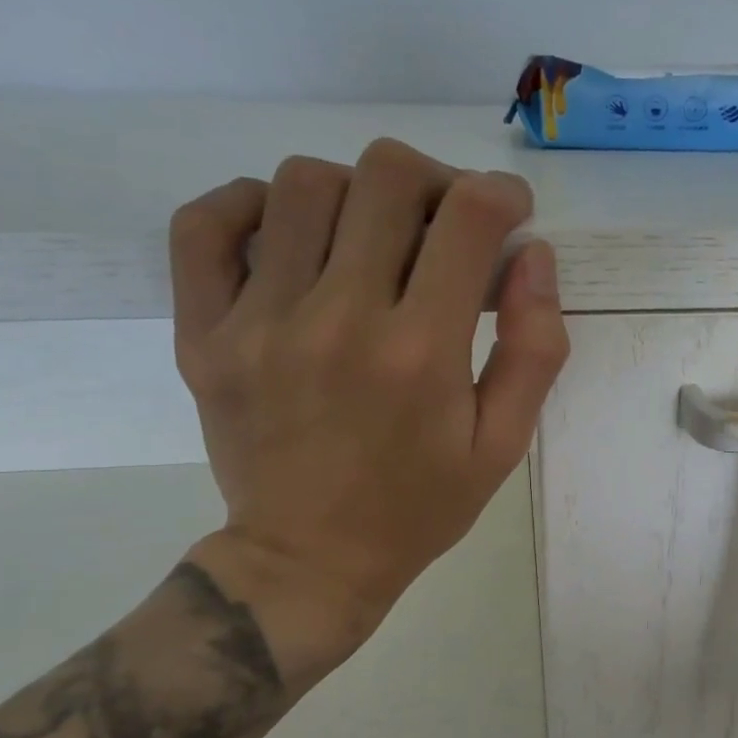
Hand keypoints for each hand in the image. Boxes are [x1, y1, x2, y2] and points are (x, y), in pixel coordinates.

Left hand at [169, 140, 568, 688]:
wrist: (309, 562)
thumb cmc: (419, 508)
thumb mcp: (502, 445)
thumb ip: (533, 349)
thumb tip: (532, 256)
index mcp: (421, 353)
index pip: (468, 217)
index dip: (500, 193)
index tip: (509, 212)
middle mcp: (339, 319)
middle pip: (385, 174)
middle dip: (434, 181)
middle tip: (444, 223)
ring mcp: (259, 323)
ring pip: (303, 182)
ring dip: (356, 193)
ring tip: (372, 239)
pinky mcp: (204, 335)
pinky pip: (206, 225)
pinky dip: (251, 205)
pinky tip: (288, 234)